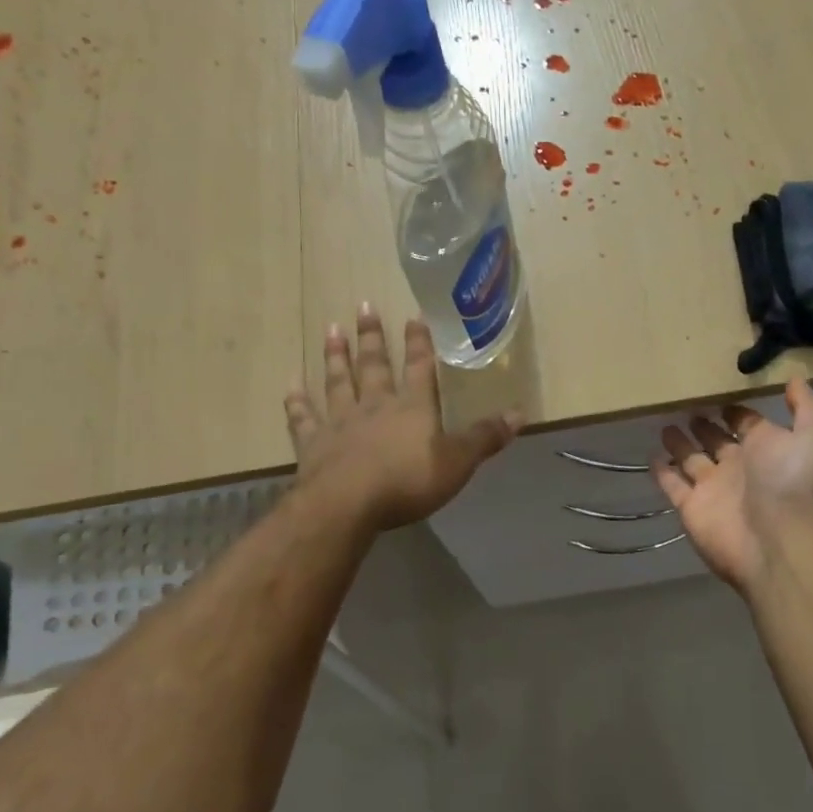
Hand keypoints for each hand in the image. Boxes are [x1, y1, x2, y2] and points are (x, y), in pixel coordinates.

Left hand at [284, 305, 520, 529]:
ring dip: (336, 356)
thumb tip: (521, 413)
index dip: (419, 342)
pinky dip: (297, 401)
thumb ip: (485, 437)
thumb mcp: (458, 462)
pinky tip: (291, 385)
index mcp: (412, 407)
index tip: (413, 315)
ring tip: (331, 329)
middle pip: (374, 365)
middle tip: (363, 306)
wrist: (347, 505)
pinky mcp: (313, 444)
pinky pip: (303, 417)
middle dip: (371, 336)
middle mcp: (375, 405)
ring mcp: (340, 422)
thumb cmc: (407, 482)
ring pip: (338, 381)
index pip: (419, 367)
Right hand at [653, 378, 812, 593]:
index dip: (736, 410)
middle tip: (685, 404)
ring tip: (664, 422)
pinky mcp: (691, 508)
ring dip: (680, 444)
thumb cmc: (799, 481)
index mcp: (770, 447)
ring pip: (692, 460)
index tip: (718, 391)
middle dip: (705, 424)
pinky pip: (672, 486)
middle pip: (718, 440)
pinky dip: (662, 472)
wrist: (782, 540)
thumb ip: (807, 406)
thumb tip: (795, 379)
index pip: (748, 423)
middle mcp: (742, 467)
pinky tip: (650, 455)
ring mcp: (714, 489)